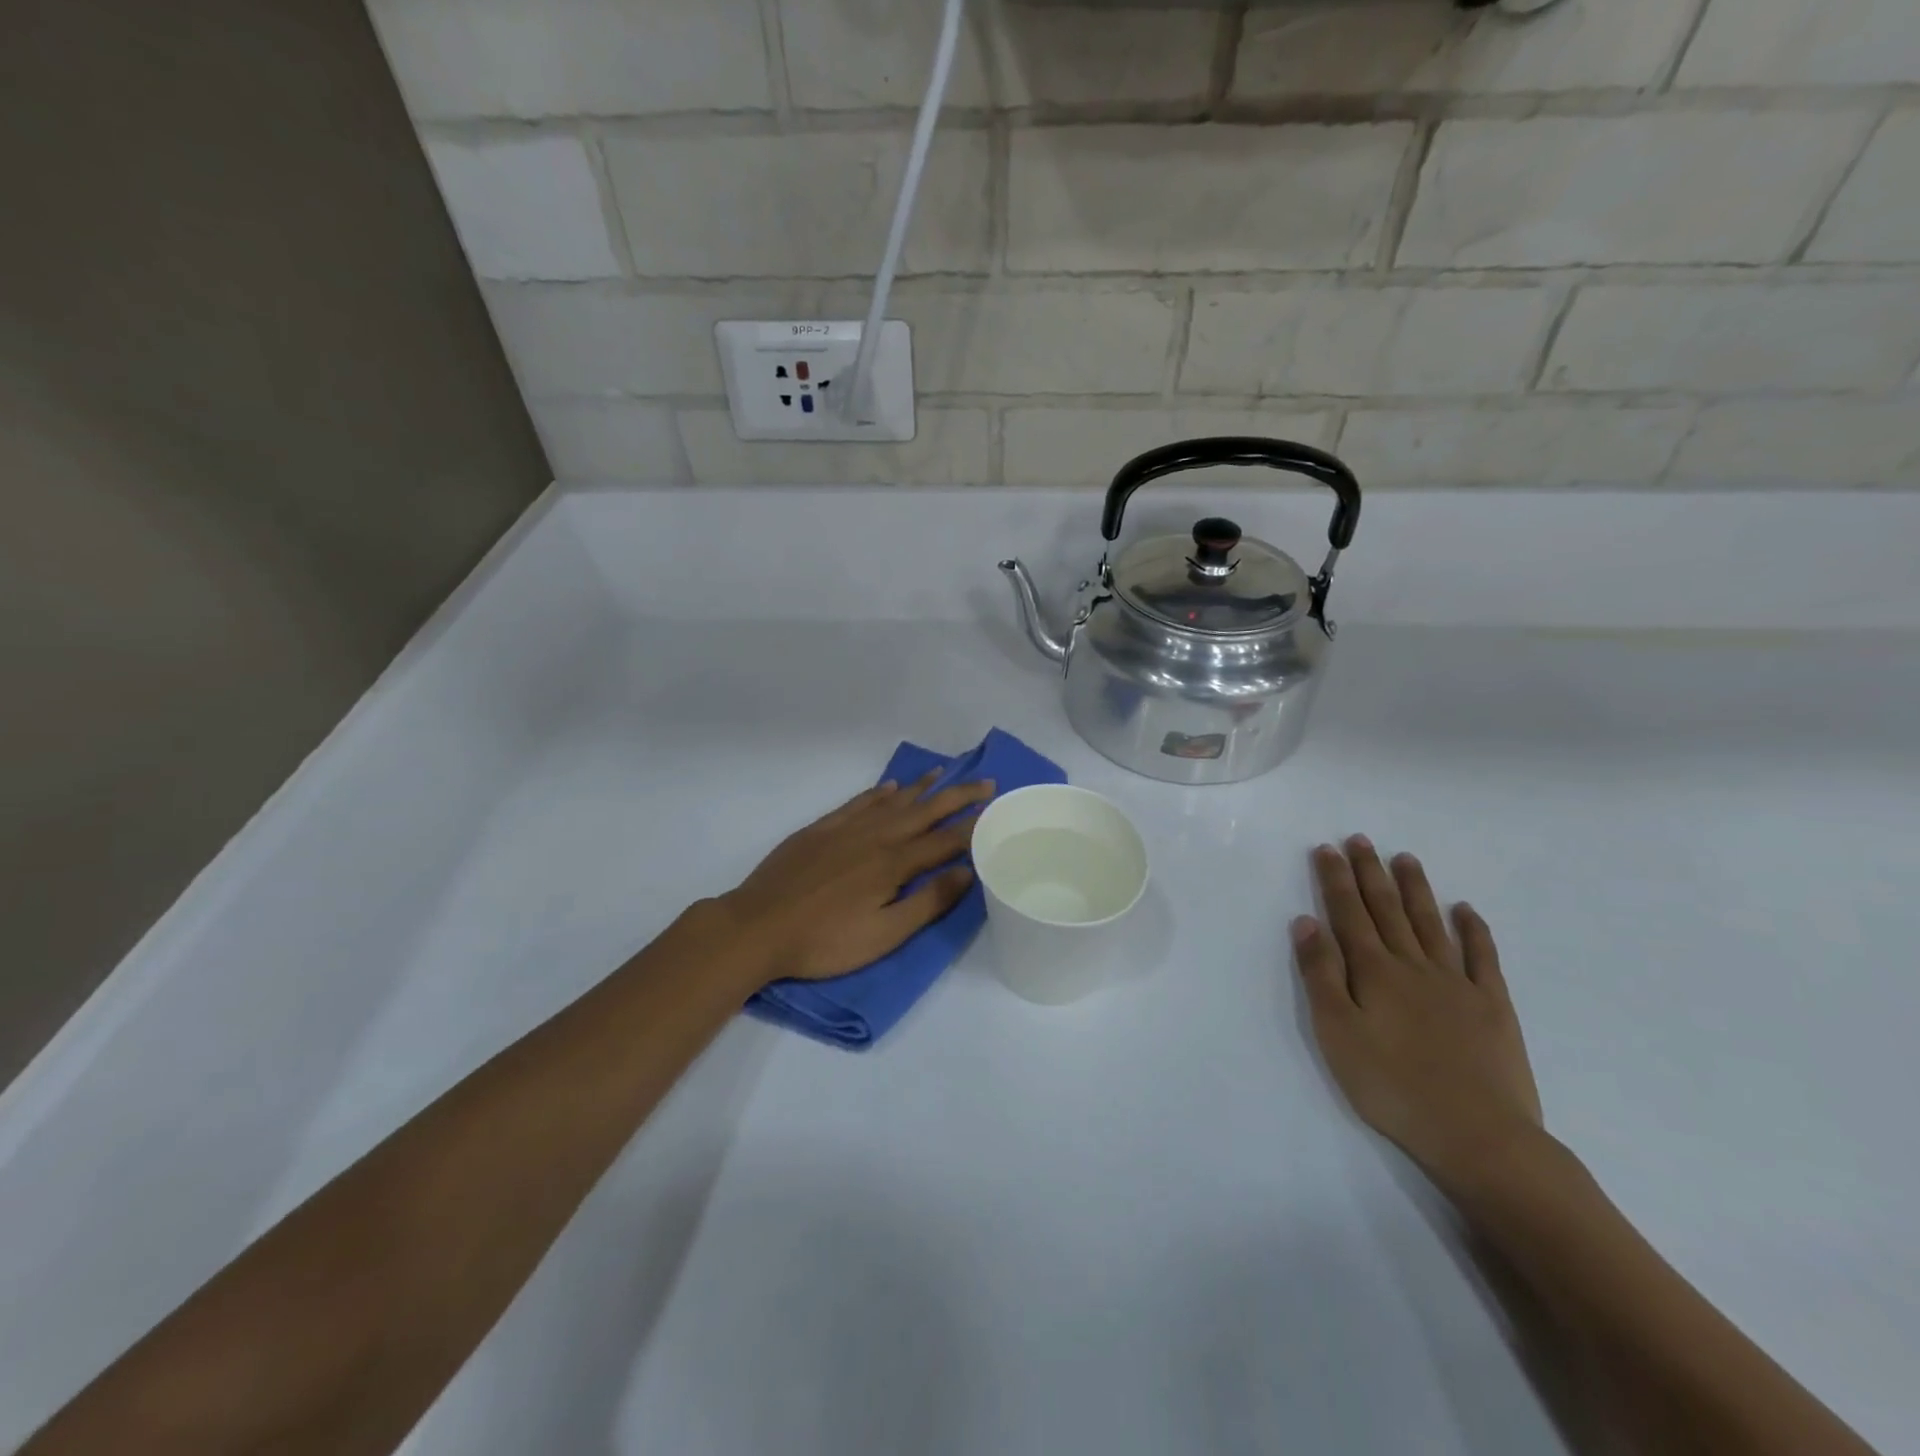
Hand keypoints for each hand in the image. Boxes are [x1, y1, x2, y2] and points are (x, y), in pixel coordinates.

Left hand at [717, 771, 994, 984]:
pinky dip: (878, 792)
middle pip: (925, 811)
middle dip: (957, 796)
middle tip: (985, 781)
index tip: (998, 807)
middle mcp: (875, 836)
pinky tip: (890, 786)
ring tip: (944, 771)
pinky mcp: (821, 829)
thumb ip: (927, 902)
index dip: (973, 824)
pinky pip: (858, 802)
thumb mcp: (884, 935)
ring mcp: (846, 829)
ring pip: (893, 800)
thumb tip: (967, 871)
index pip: (944, 839)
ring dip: (921, 786)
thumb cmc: (825, 941)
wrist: (758, 927)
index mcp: (894, 864)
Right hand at [1291, 836, 1542, 1189]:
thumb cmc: (1392, 1085)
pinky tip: (1466, 910)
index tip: (1327, 848)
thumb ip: (1320, 973)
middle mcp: (1413, 965)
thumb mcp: (1336, 1032)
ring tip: (1405, 858)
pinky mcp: (1492, 1006)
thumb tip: (1306, 921)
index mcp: (1373, 971)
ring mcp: (1457, 983)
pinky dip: (1474, 930)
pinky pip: (1482, 957)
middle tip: (1361, 839)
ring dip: (1416, 889)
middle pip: (1388, 909)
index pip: (1349, 913)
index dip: (1336, 879)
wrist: (1478, 1135)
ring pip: (1431, 923)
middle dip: (1370, 872)